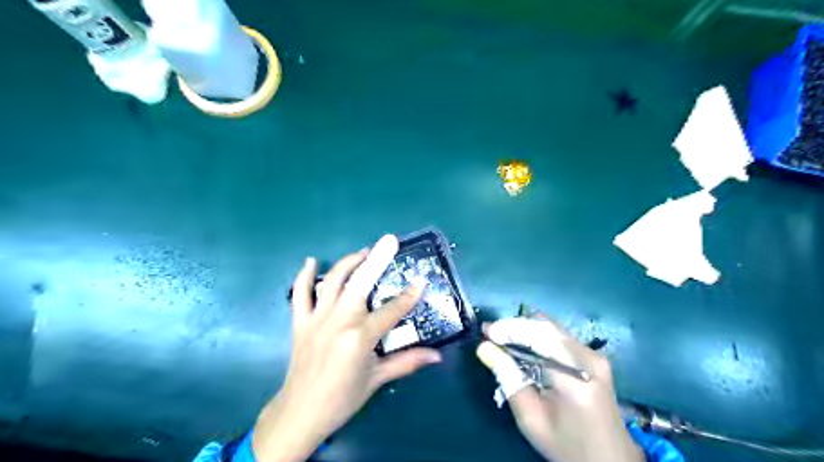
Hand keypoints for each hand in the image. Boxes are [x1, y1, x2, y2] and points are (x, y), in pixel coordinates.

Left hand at [254, 236, 440, 459]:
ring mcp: (317, 318)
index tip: (421, 281)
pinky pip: (300, 293)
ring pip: (333, 281)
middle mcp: (339, 321)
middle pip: (361, 283)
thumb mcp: (377, 380)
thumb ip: (407, 362)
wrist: (300, 412)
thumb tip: (437, 356)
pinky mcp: (300, 321)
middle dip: (377, 259)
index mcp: (360, 337)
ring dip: (349, 262)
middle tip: (389, 240)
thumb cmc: (343, 398)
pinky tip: (312, 261)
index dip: (409, 296)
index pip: (392, 310)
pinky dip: (304, 275)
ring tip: (364, 251)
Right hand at [477, 317, 642, 461]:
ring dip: (524, 329)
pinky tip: (522, 344)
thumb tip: (484, 348)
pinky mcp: (594, 356)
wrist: (610, 461)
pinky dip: (537, 335)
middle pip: (545, 326)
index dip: (509, 329)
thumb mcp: (530, 418)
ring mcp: (594, 355)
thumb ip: (508, 379)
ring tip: (501, 337)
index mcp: (575, 377)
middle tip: (491, 334)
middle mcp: (588, 358)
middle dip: (514, 326)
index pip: (537, 338)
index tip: (485, 331)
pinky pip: (559, 335)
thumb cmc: (567, 445)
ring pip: (552, 327)